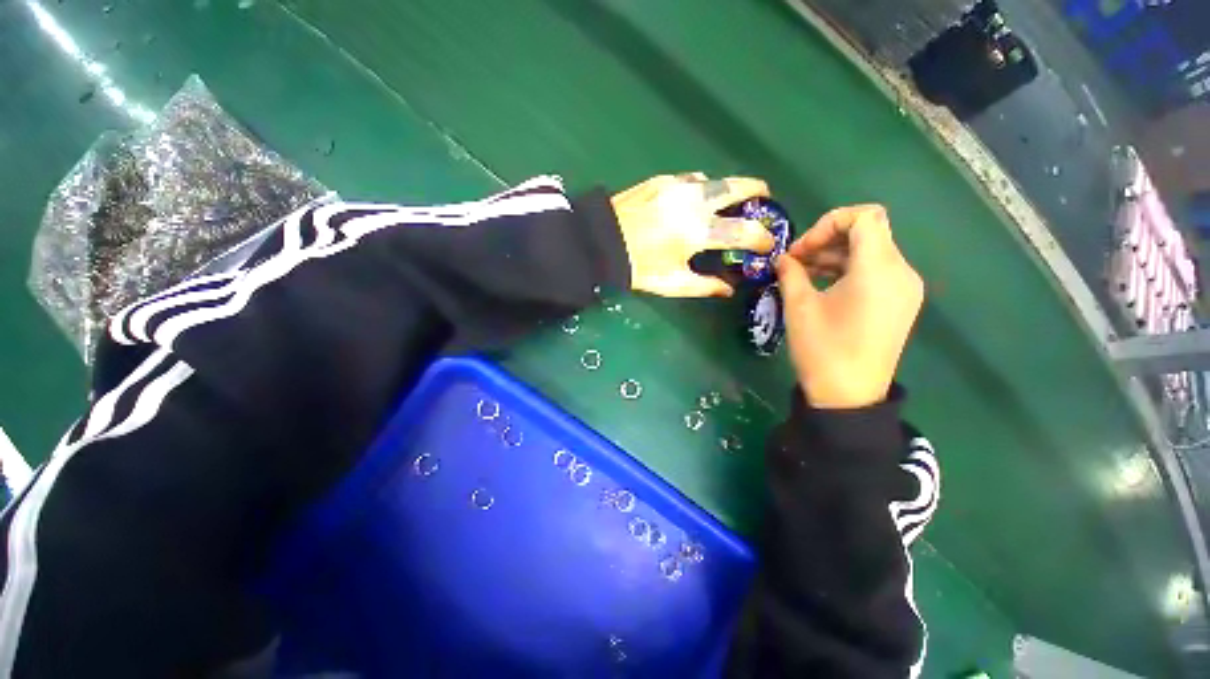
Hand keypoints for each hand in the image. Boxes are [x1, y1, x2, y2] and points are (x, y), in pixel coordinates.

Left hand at [612, 173, 775, 297]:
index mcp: (699, 231)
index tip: (767, 244)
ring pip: (715, 180)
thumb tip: (729, 289)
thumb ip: (705, 286)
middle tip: (763, 198)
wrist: (601, 243)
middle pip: (739, 187)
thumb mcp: (673, 284)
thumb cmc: (639, 268)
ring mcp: (678, 186)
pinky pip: (691, 180)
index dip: (762, 238)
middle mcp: (695, 202)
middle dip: (758, 191)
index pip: (745, 231)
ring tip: (727, 202)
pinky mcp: (661, 180)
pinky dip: (701, 188)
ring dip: (727, 189)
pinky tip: (693, 200)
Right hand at [774, 205, 923, 408]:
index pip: (865, 216)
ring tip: (802, 273)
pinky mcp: (900, 303)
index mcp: (879, 269)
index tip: (802, 249)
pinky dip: (848, 270)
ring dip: (835, 255)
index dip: (830, 222)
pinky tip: (822, 285)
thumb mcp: (799, 307)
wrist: (849, 396)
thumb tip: (783, 258)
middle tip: (794, 260)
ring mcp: (904, 288)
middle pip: (868, 232)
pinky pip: (876, 271)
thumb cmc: (822, 349)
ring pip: (871, 251)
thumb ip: (791, 273)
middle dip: (827, 239)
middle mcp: (901, 272)